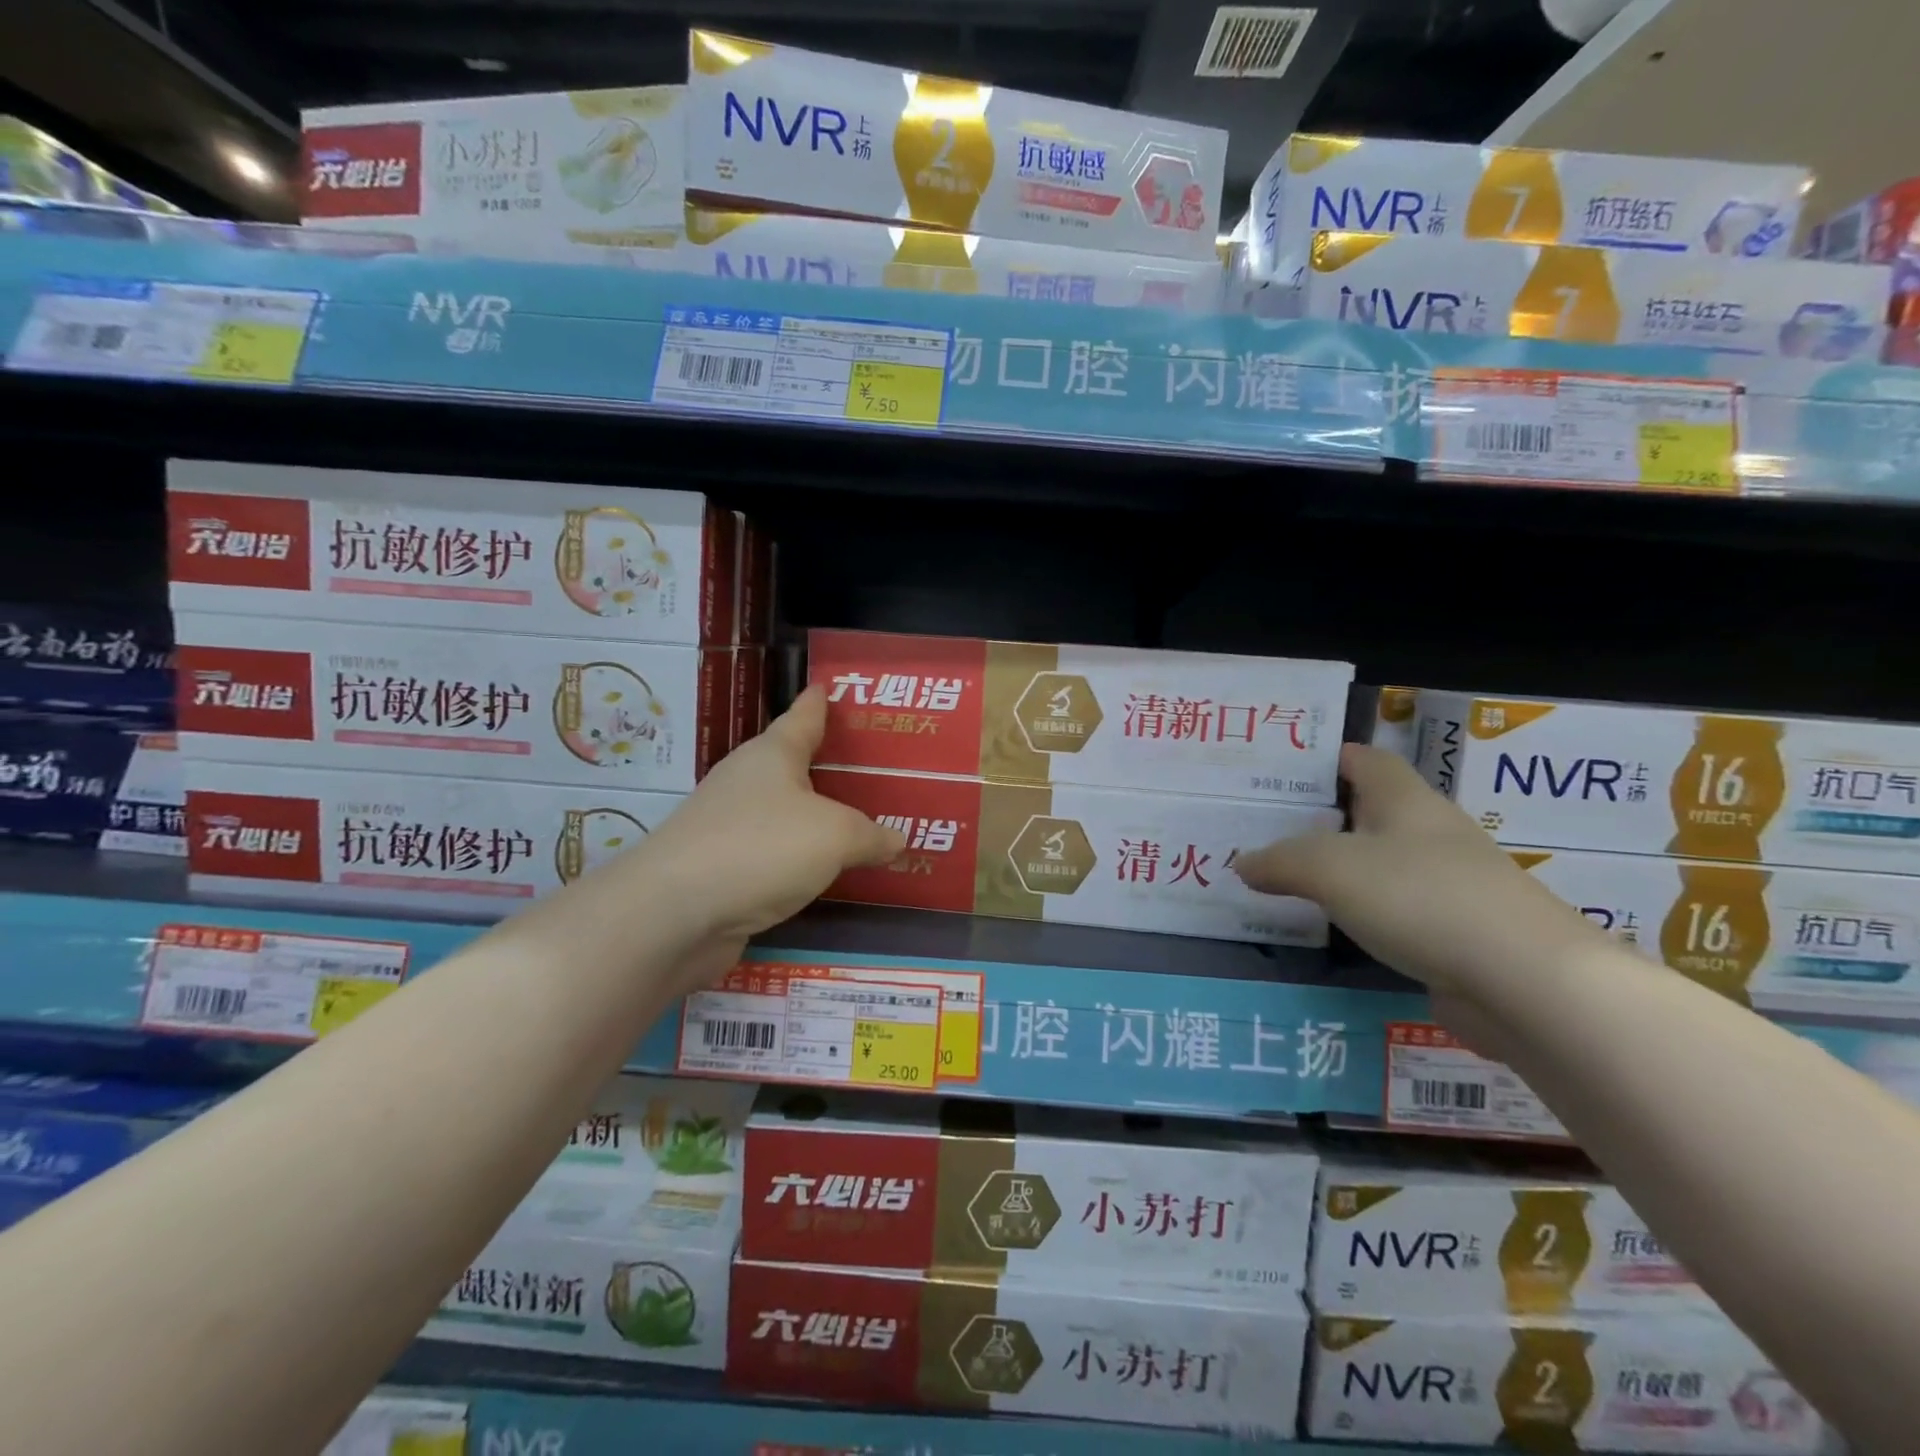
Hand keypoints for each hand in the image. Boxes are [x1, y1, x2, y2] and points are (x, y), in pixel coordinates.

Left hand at [642, 686, 905, 943]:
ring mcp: (729, 827)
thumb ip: (870, 836)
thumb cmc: (760, 848)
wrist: (674, 915)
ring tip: (858, 820)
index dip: (818, 702)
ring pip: (784, 813)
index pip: (802, 717)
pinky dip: (801, 858)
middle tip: (869, 765)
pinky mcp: (723, 870)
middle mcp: (746, 783)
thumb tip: (896, 840)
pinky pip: (775, 855)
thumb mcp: (834, 836)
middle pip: (791, 765)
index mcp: (772, 756)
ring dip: (814, 816)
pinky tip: (824, 871)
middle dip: (825, 763)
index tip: (827, 686)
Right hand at [1233, 744, 1605, 1000]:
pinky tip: (1333, 925)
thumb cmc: (1421, 898)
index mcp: (1405, 800)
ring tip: (1287, 875)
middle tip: (1265, 826)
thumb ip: (1280, 862)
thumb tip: (1242, 862)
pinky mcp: (1457, 931)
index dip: (1323, 758)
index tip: (1277, 771)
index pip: (1362, 759)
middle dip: (1321, 815)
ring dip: (1340, 867)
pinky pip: (1396, 908)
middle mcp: (1431, 833)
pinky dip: (1362, 910)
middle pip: (1369, 811)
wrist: (1527, 983)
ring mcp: (1450, 884)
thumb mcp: (1330, 869)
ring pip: (1381, 862)